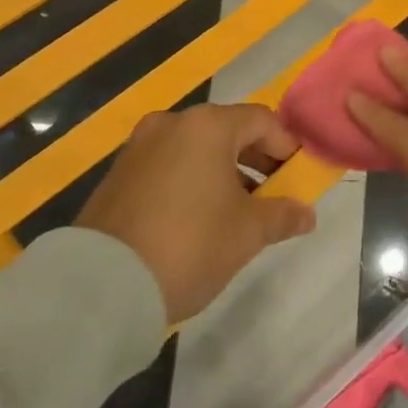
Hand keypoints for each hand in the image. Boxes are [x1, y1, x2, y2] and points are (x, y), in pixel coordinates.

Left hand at [77, 103, 316, 322]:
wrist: (100, 287)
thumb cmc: (189, 245)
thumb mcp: (247, 233)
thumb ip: (282, 215)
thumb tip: (307, 214)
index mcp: (208, 125)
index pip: (262, 120)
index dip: (287, 146)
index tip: (299, 177)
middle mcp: (172, 123)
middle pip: (228, 131)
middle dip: (256, 160)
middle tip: (273, 194)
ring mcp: (139, 147)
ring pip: (196, 149)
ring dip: (223, 172)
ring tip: (237, 211)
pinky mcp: (117, 174)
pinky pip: (168, 166)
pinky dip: (191, 181)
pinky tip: (198, 218)